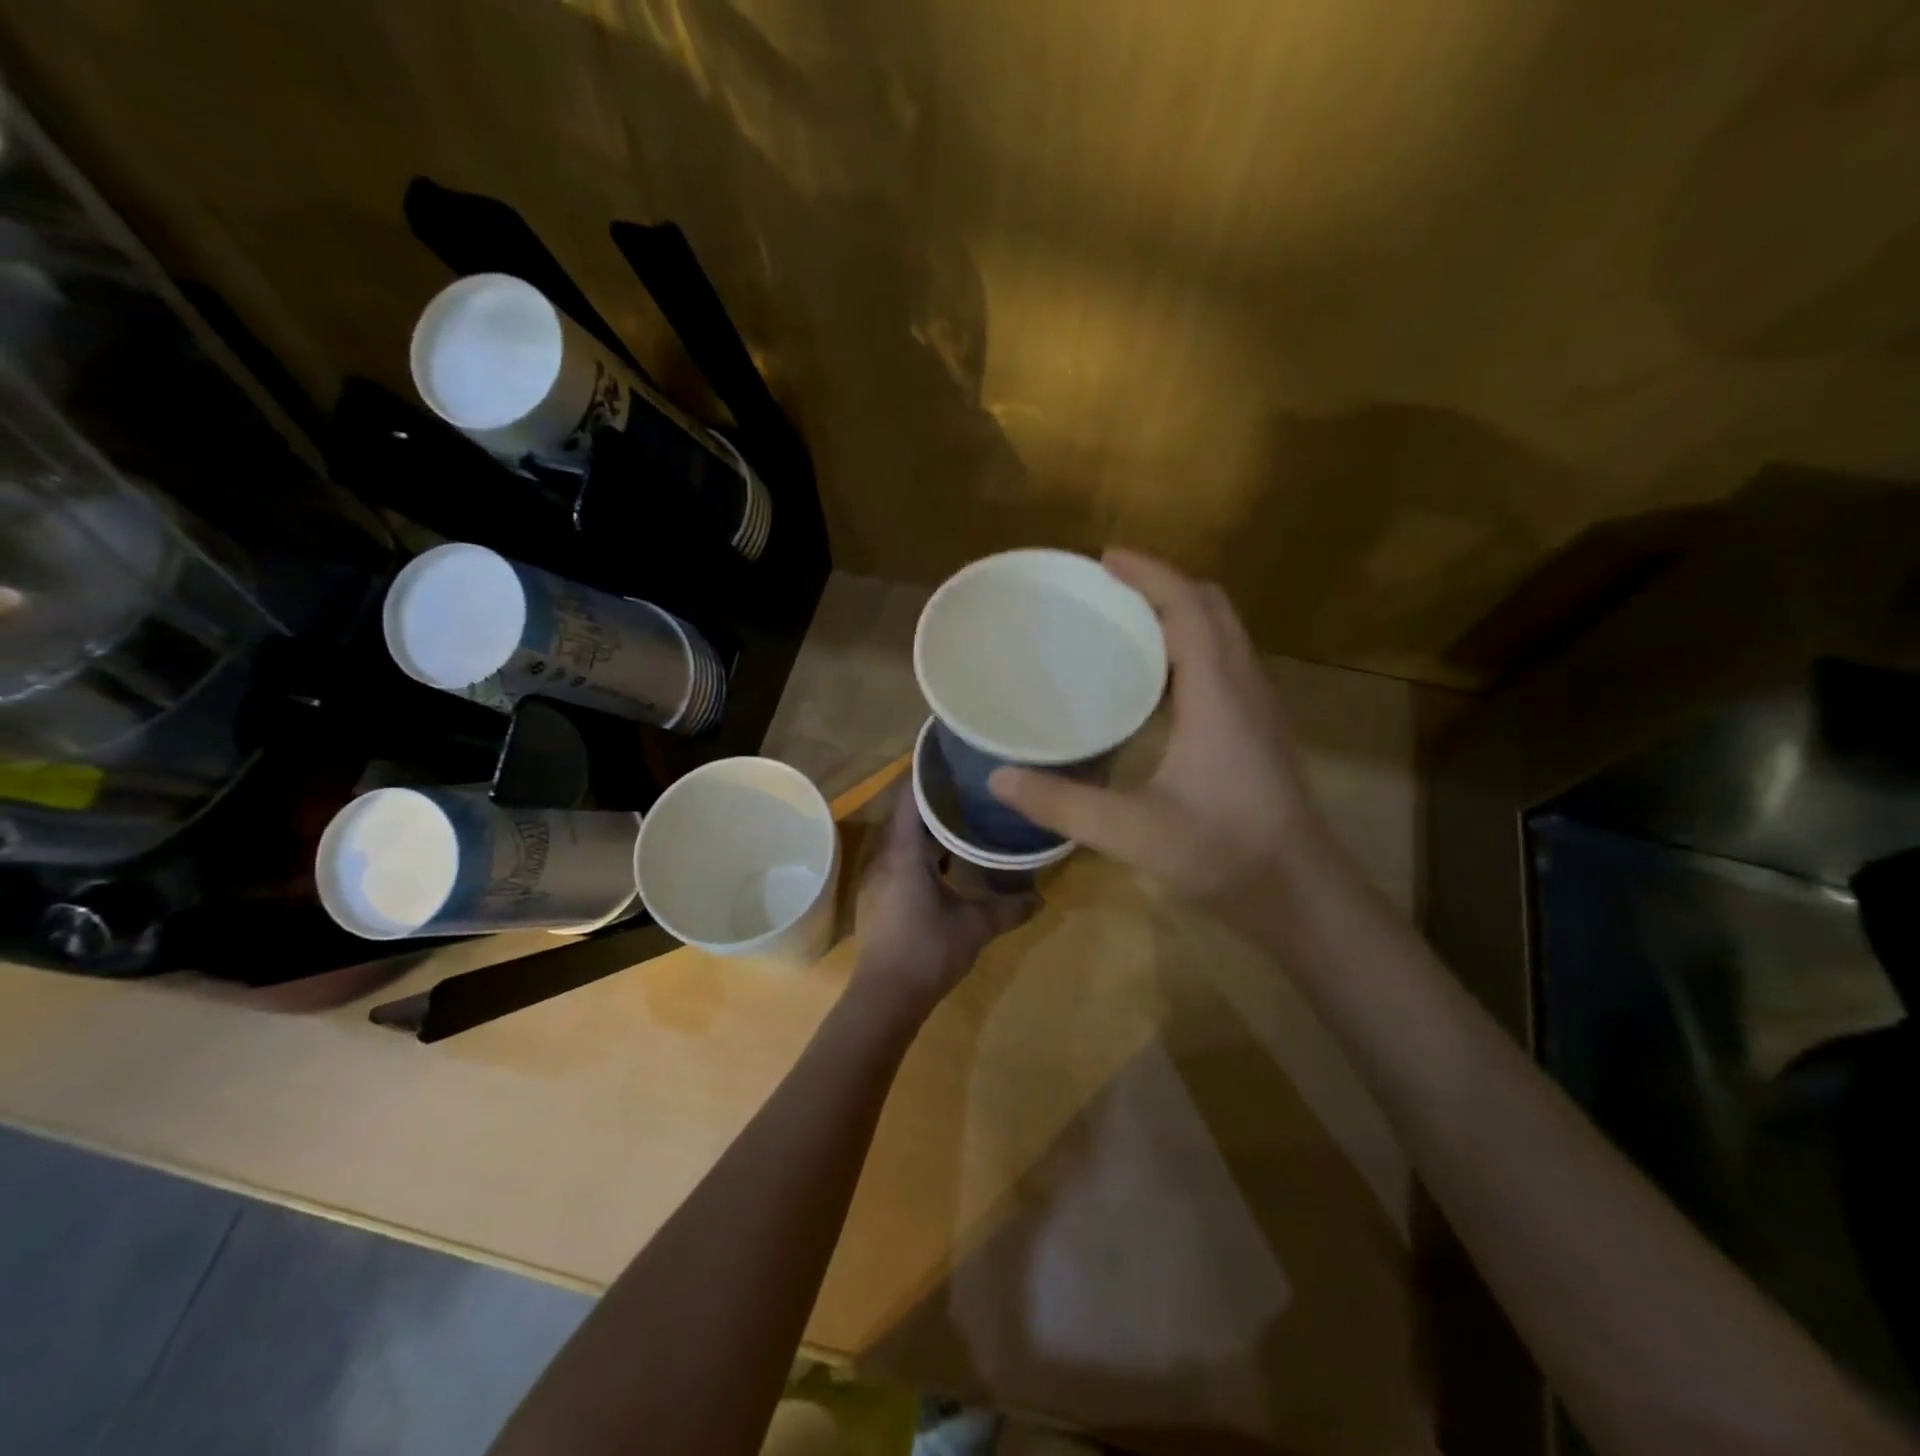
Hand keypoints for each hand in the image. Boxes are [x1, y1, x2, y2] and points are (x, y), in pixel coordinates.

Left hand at [849, 784, 1038, 1022]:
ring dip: (925, 824)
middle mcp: (883, 856)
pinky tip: (944, 858)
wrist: (885, 997)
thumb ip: (1009, 908)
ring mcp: (876, 877)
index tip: (950, 755)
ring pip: (900, 836)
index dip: (925, 772)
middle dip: (931, 795)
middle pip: (903, 811)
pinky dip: (919, 848)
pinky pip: (897, 856)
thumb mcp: (975, 927)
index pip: (908, 795)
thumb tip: (1041, 897)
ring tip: (960, 813)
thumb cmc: (928, 951)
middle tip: (966, 782)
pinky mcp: (877, 895)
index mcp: (903, 852)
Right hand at [988, 549, 1341, 925]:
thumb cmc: (1223, 854)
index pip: (1189, 606)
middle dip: (1162, 586)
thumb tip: (997, 778)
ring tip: (1124, 624)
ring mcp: (1259, 707)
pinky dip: (1190, 646)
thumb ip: (1061, 804)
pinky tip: (1155, 682)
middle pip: (1212, 607)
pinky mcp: (1260, 729)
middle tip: (1107, 590)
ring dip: (1179, 614)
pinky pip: (1225, 662)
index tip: (1103, 559)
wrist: (1301, 894)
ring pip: (1224, 634)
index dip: (1148, 574)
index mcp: (1219, 694)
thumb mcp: (1131, 832)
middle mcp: (1245, 686)